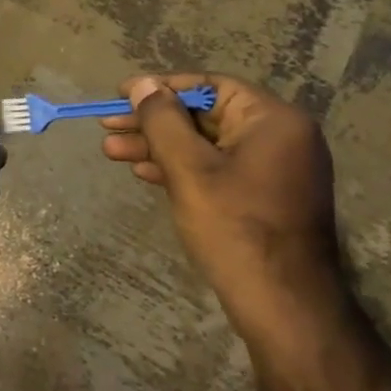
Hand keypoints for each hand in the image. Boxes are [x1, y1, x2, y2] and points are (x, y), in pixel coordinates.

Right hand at [101, 73, 346, 348]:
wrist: (282, 305)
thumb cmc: (235, 228)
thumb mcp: (189, 169)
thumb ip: (162, 121)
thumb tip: (143, 85)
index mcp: (273, 120)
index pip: (209, 86)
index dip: (161, 88)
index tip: (120, 95)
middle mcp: (279, 137)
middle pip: (205, 116)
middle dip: (153, 123)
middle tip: (108, 127)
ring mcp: (273, 169)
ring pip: (205, 145)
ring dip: (159, 147)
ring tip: (111, 152)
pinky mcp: (262, 197)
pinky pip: (216, 169)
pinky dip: (180, 168)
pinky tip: (144, 173)